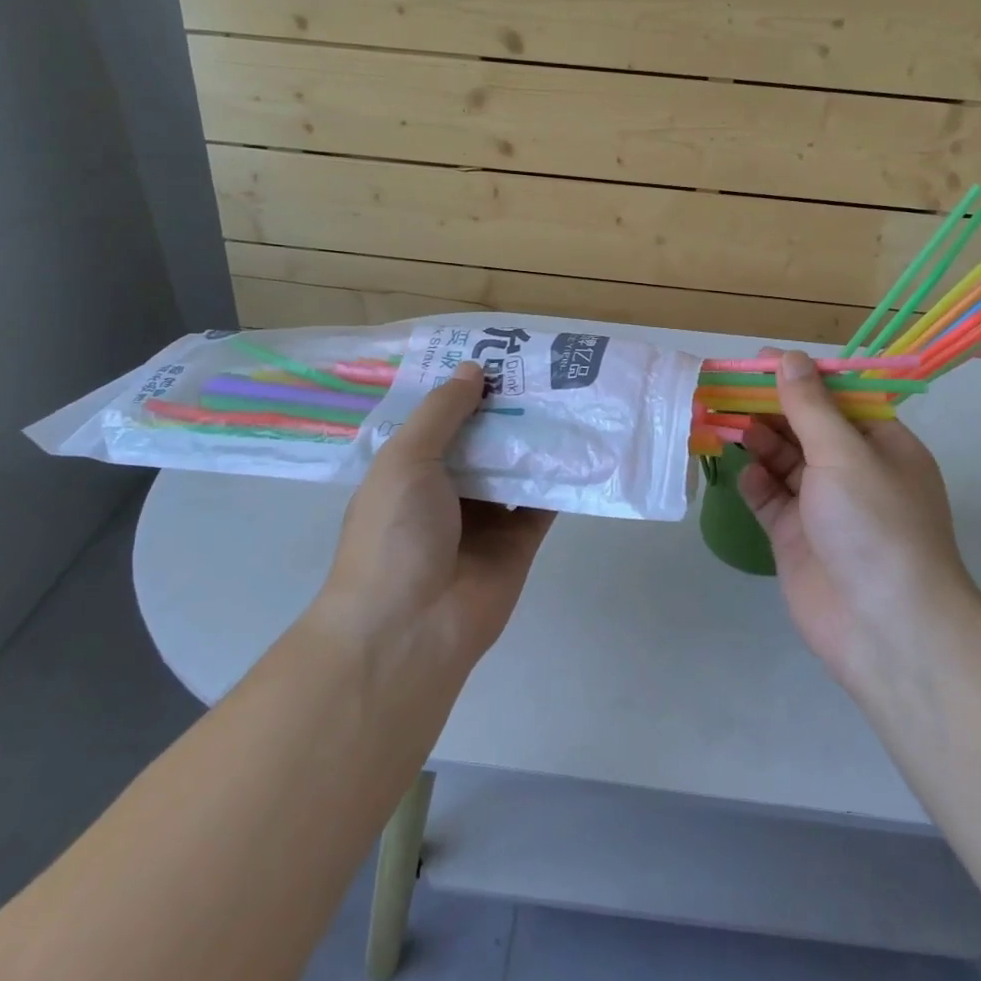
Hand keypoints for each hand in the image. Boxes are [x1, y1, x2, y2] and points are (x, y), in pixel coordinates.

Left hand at [320, 362, 554, 673]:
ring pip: (517, 465)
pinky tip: (586, 442)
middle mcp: (448, 488)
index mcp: (411, 469)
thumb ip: (442, 413)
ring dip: (539, 437)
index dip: (467, 387)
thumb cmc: (395, 534)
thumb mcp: (406, 460)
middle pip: (485, 438)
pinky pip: (543, 500)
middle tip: (548, 367)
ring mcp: (485, 516)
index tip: (500, 353)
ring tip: (573, 394)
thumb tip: (473, 369)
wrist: (412, 627)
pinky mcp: (520, 540)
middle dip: (510, 407)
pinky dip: (562, 476)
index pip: (442, 418)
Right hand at [737, 350, 977, 693]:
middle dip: (770, 408)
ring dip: (758, 440)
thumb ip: (810, 407)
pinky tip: (742, 471)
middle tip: (726, 388)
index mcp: (881, 444)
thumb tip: (788, 358)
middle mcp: (854, 471)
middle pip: (806, 427)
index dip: (799, 377)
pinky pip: (771, 498)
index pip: (837, 398)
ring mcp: (824, 506)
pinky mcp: (797, 537)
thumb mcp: (845, 454)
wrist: (885, 629)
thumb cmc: (875, 526)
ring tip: (724, 422)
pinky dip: (756, 482)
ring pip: (784, 461)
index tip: (757, 362)